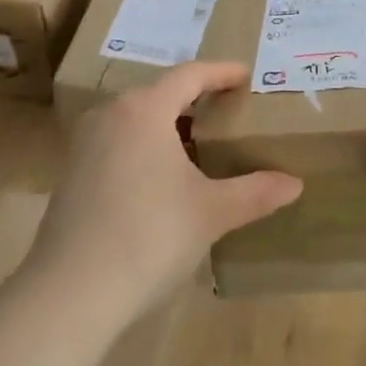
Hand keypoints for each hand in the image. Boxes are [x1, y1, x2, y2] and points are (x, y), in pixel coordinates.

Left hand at [25, 62, 301, 324]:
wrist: (71, 292)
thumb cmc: (150, 236)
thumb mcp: (211, 212)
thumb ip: (255, 192)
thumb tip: (295, 184)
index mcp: (144, 110)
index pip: (189, 75)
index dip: (221, 72)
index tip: (246, 75)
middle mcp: (110, 115)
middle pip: (160, 94)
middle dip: (196, 99)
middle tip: (230, 110)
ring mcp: (85, 145)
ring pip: (136, 120)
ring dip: (169, 125)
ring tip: (201, 144)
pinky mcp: (73, 174)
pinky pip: (118, 143)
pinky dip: (146, 147)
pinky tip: (164, 178)